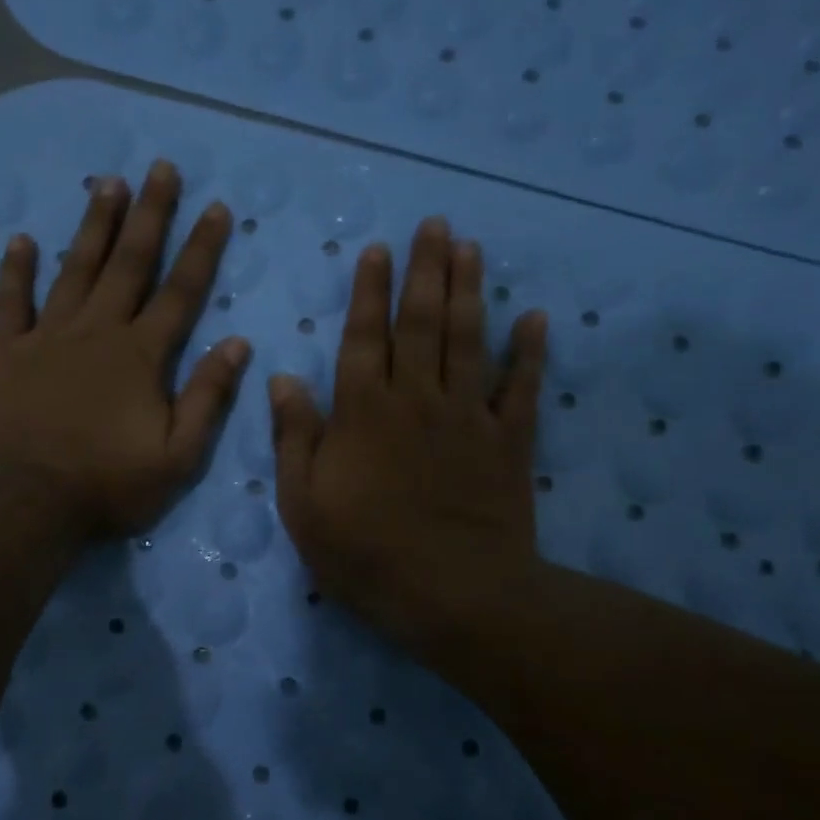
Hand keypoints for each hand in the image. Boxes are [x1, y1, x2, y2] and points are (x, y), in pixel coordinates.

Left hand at [0, 160, 251, 537]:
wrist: (24, 501)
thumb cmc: (106, 485)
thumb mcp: (177, 457)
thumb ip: (207, 398)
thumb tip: (237, 344)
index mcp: (141, 356)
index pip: (181, 292)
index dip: (202, 249)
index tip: (217, 208)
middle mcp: (97, 332)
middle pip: (129, 264)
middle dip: (150, 215)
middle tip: (161, 168)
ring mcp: (46, 338)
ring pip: (75, 269)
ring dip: (94, 226)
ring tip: (108, 183)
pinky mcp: (5, 353)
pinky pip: (11, 302)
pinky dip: (16, 271)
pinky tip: (22, 240)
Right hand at [269, 218, 547, 657]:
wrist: (454, 595)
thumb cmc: (366, 554)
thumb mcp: (303, 506)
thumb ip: (294, 438)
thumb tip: (282, 379)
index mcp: (363, 413)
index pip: (364, 338)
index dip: (369, 292)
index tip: (376, 250)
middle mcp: (417, 399)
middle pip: (422, 323)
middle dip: (425, 270)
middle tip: (434, 225)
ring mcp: (468, 417)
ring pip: (469, 340)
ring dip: (470, 291)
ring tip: (472, 248)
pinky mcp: (509, 442)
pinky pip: (523, 387)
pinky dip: (531, 352)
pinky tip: (537, 318)